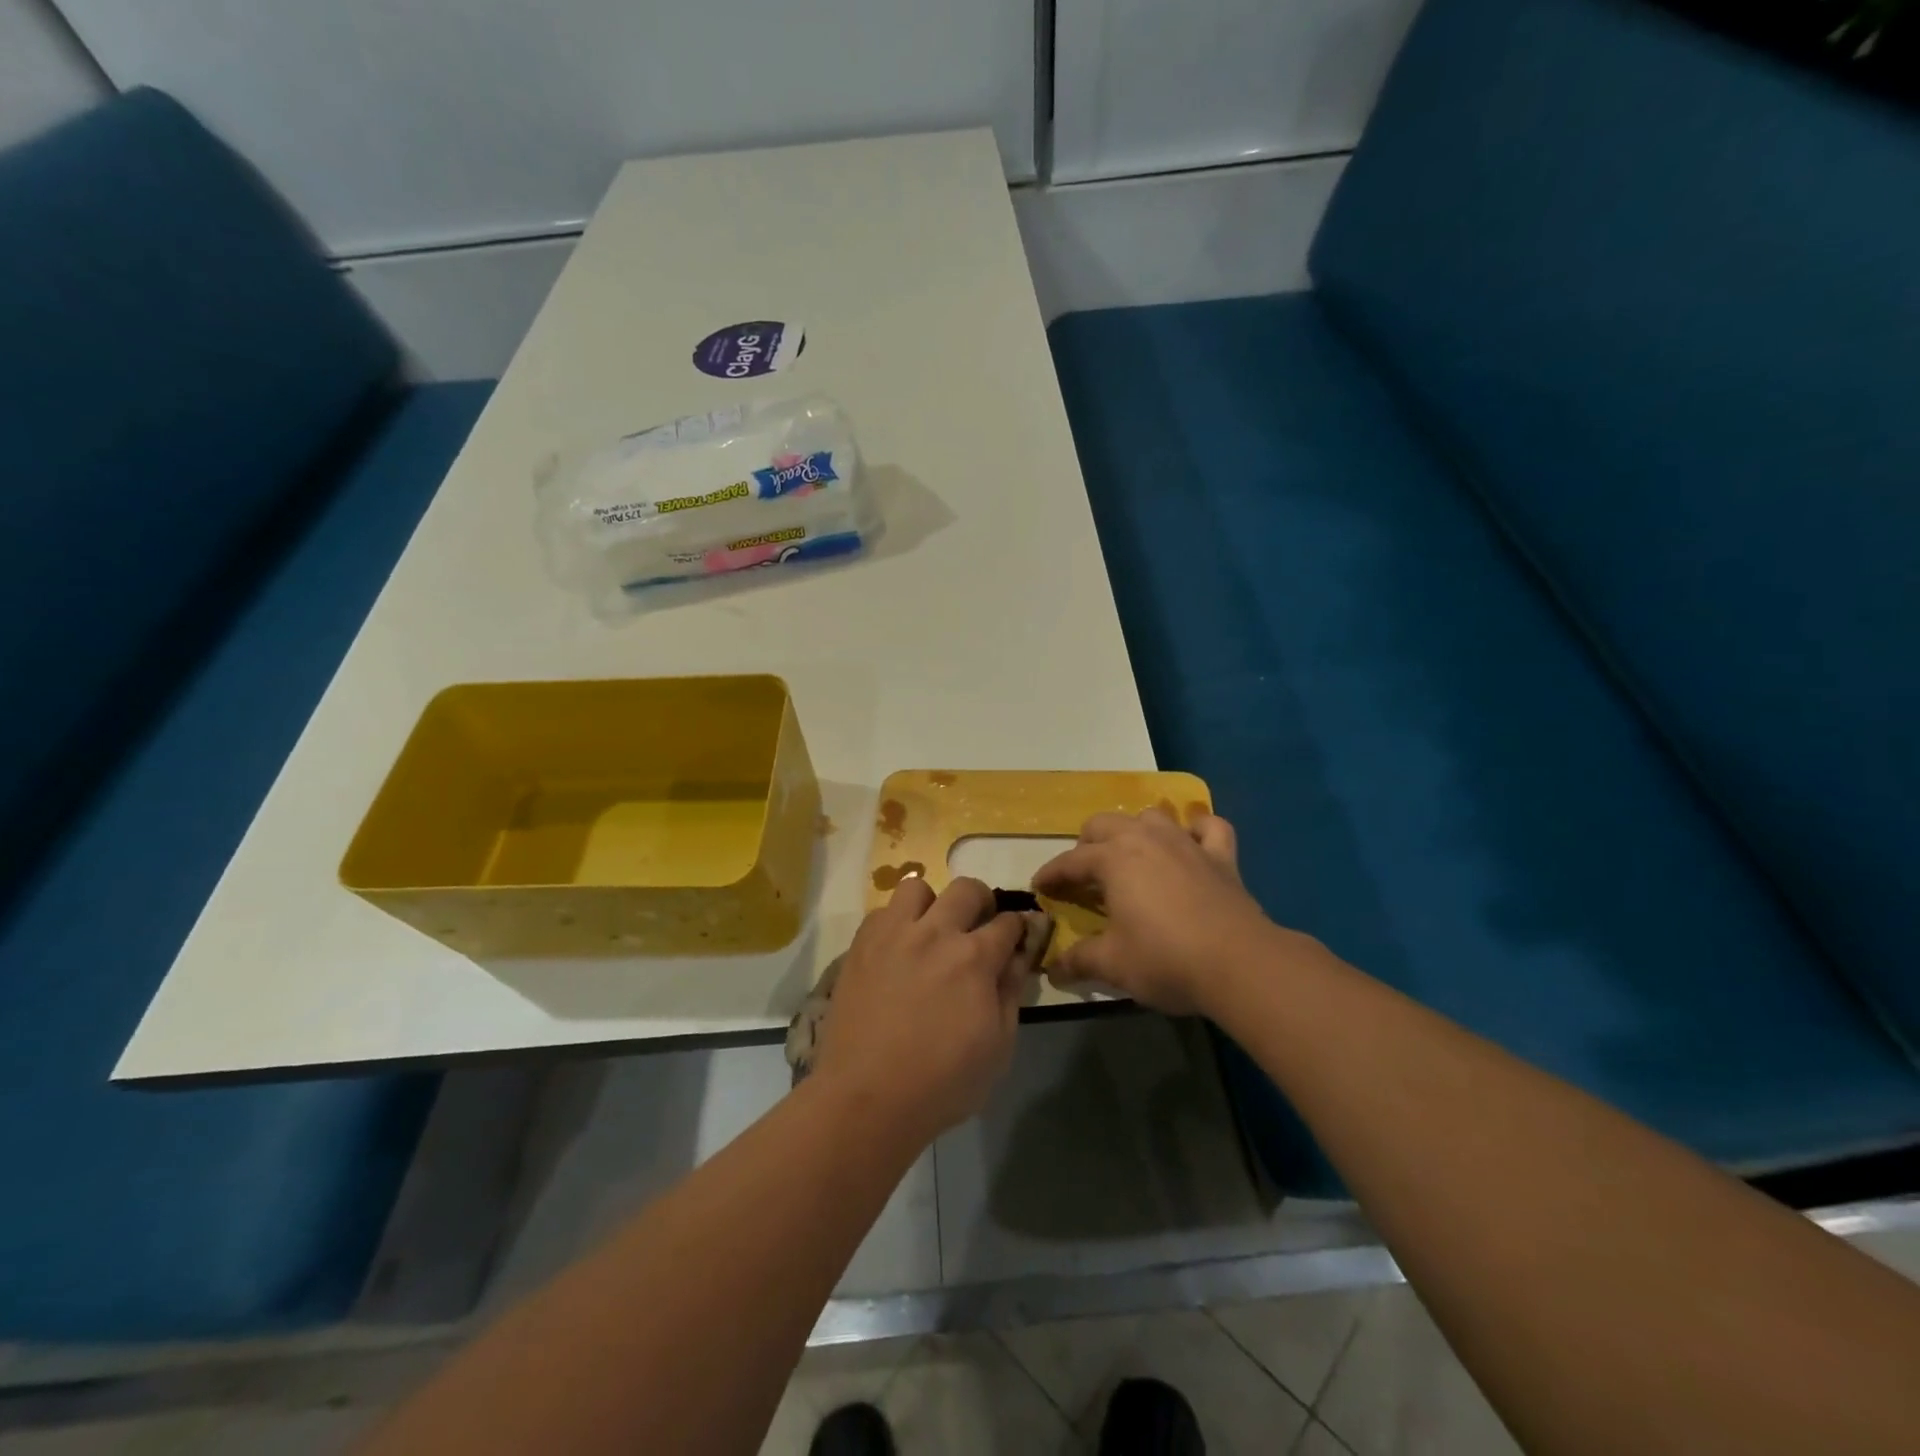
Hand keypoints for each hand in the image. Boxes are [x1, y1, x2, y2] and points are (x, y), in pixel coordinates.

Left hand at [812, 877, 1034, 1144]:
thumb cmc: (943, 1083)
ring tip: (930, 932)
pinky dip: (895, 923)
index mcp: (974, 957)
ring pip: (917, 887)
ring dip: (932, 904)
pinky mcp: (860, 945)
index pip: (1009, 921)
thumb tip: (1019, 956)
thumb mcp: (998, 1047)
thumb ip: (1011, 992)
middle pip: (967, 888)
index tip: (1018, 938)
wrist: (867, 1099)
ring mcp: (893, 934)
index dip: (1020, 928)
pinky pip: (882, 912)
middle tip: (977, 929)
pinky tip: (897, 951)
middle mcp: (935, 933)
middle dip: (982, 902)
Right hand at [1033, 808, 1275, 1015]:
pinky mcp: (1221, 856)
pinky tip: (1191, 842)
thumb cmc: (1166, 959)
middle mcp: (1146, 839)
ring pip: (1151, 816)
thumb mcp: (1113, 964)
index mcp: (1113, 859)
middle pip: (1104, 824)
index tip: (1040, 888)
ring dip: (1135, 830)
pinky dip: (1196, 829)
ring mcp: (1186, 842)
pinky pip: (1208, 827)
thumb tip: (1051, 969)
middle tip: (1084, 875)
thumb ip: (1078, 961)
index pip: (1070, 861)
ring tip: (1131, 855)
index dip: (1051, 875)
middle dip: (1087, 845)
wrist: (1239, 963)